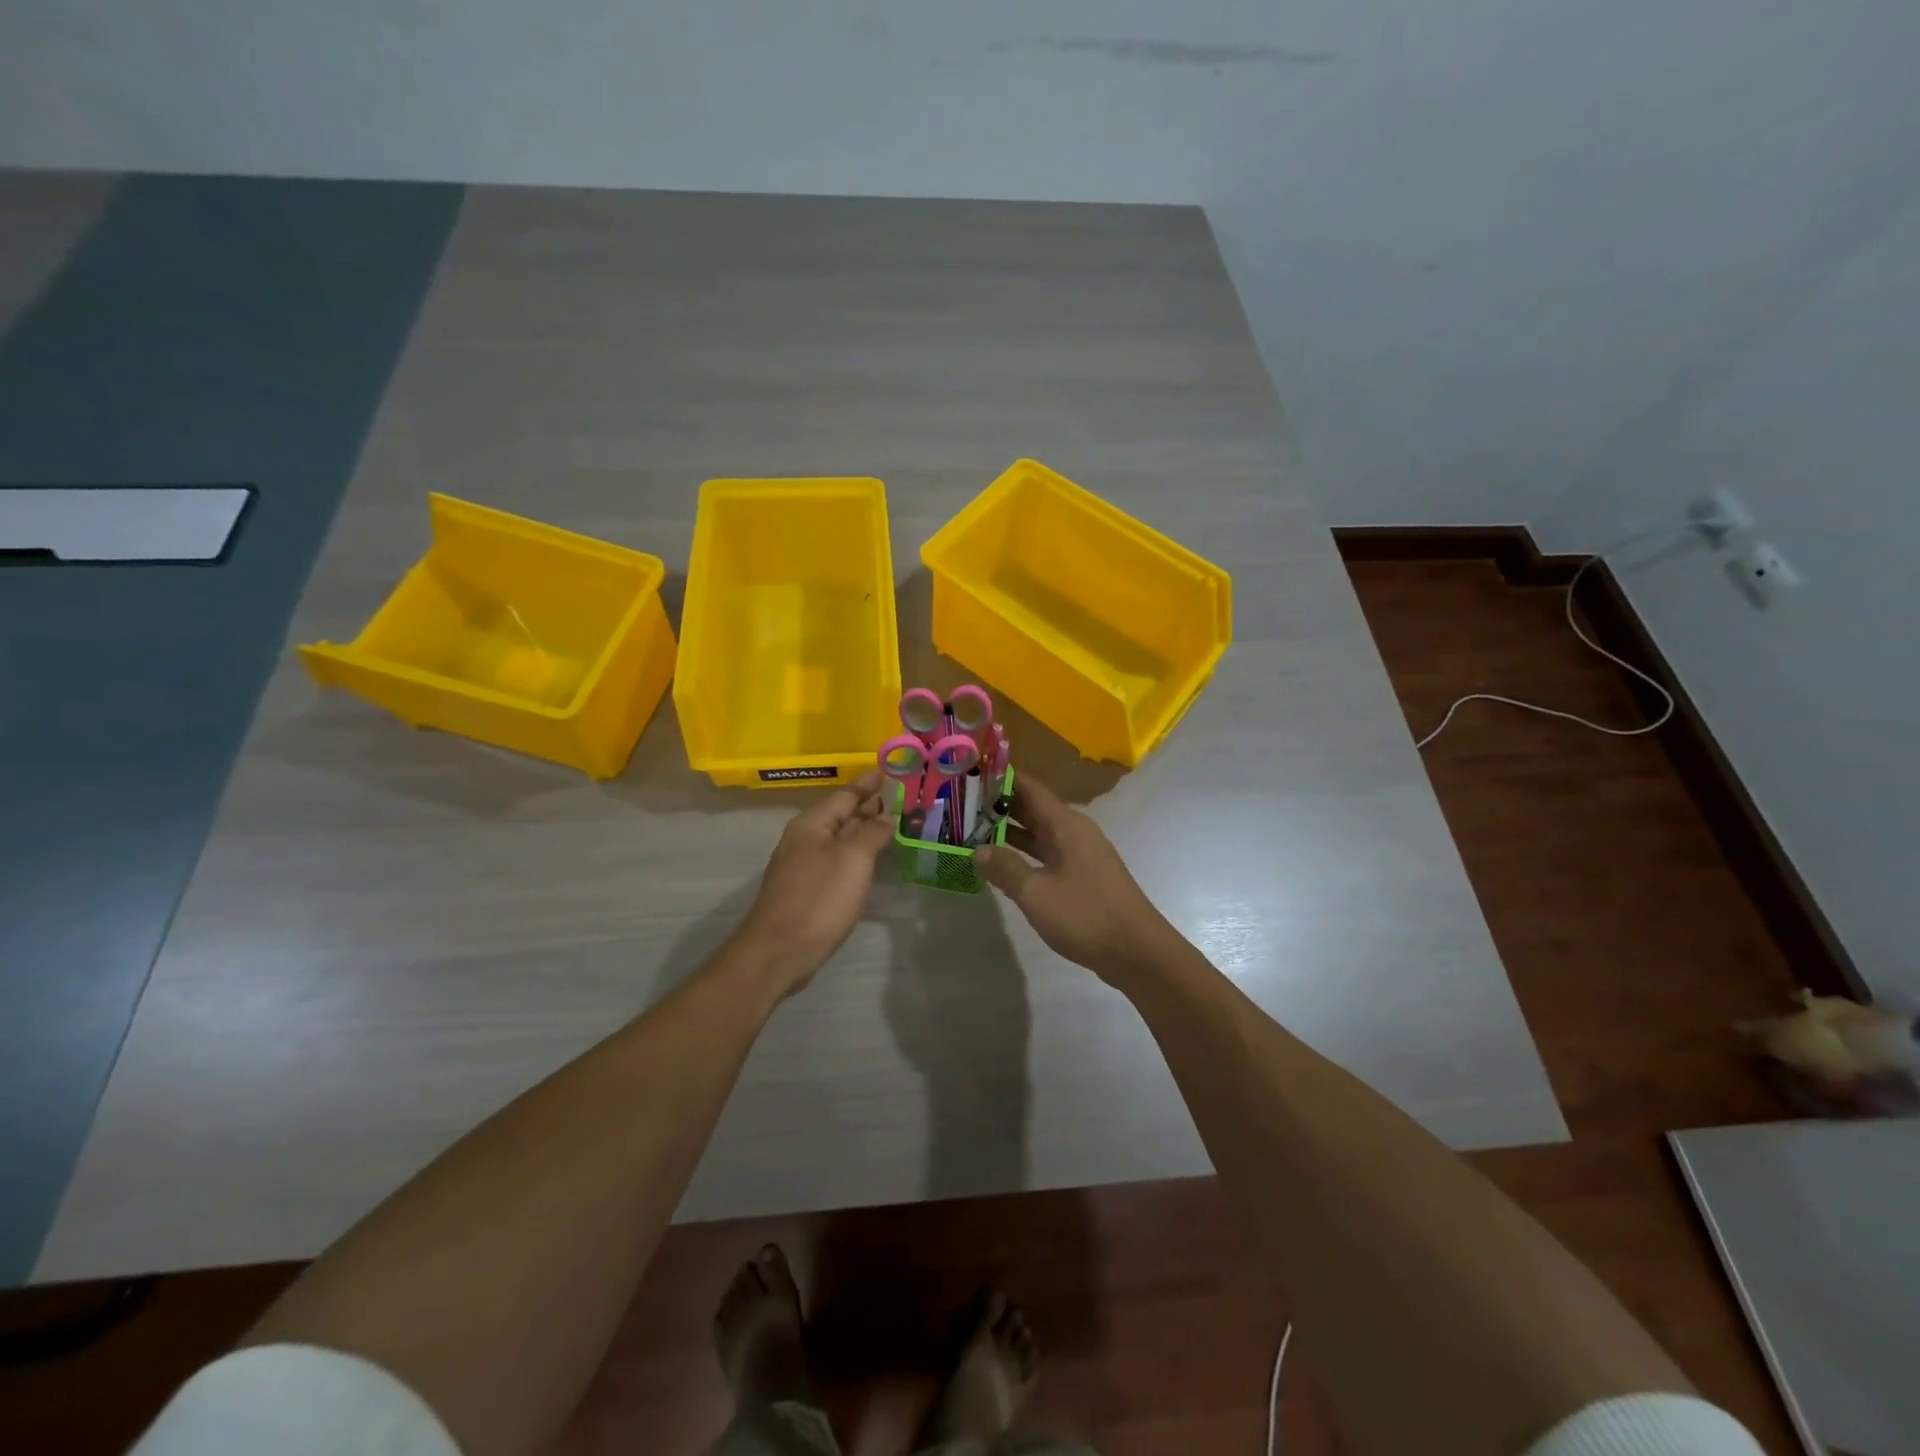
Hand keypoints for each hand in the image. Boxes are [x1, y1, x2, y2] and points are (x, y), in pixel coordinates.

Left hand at [735, 770, 895, 995]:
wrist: (778, 952)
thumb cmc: (818, 899)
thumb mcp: (853, 860)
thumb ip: (873, 833)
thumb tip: (886, 816)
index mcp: (811, 824)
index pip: (845, 794)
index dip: (869, 783)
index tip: (889, 771)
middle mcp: (804, 839)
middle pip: (841, 815)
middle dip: (868, 806)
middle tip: (900, 798)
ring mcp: (802, 866)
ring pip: (839, 839)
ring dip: (863, 830)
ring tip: (891, 825)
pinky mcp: (806, 889)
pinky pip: (836, 860)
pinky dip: (856, 854)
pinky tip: (870, 861)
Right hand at [976, 775, 1180, 984]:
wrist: (1137, 952)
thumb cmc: (1085, 915)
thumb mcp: (1036, 893)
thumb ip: (1005, 867)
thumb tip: (978, 849)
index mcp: (1066, 824)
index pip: (1029, 787)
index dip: (1001, 778)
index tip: (970, 773)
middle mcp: (1074, 831)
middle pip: (1033, 808)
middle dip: (999, 805)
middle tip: (961, 804)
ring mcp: (1081, 854)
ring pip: (1039, 832)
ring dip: (1009, 831)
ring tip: (972, 830)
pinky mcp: (1083, 876)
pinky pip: (1047, 853)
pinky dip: (1024, 853)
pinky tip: (1002, 863)